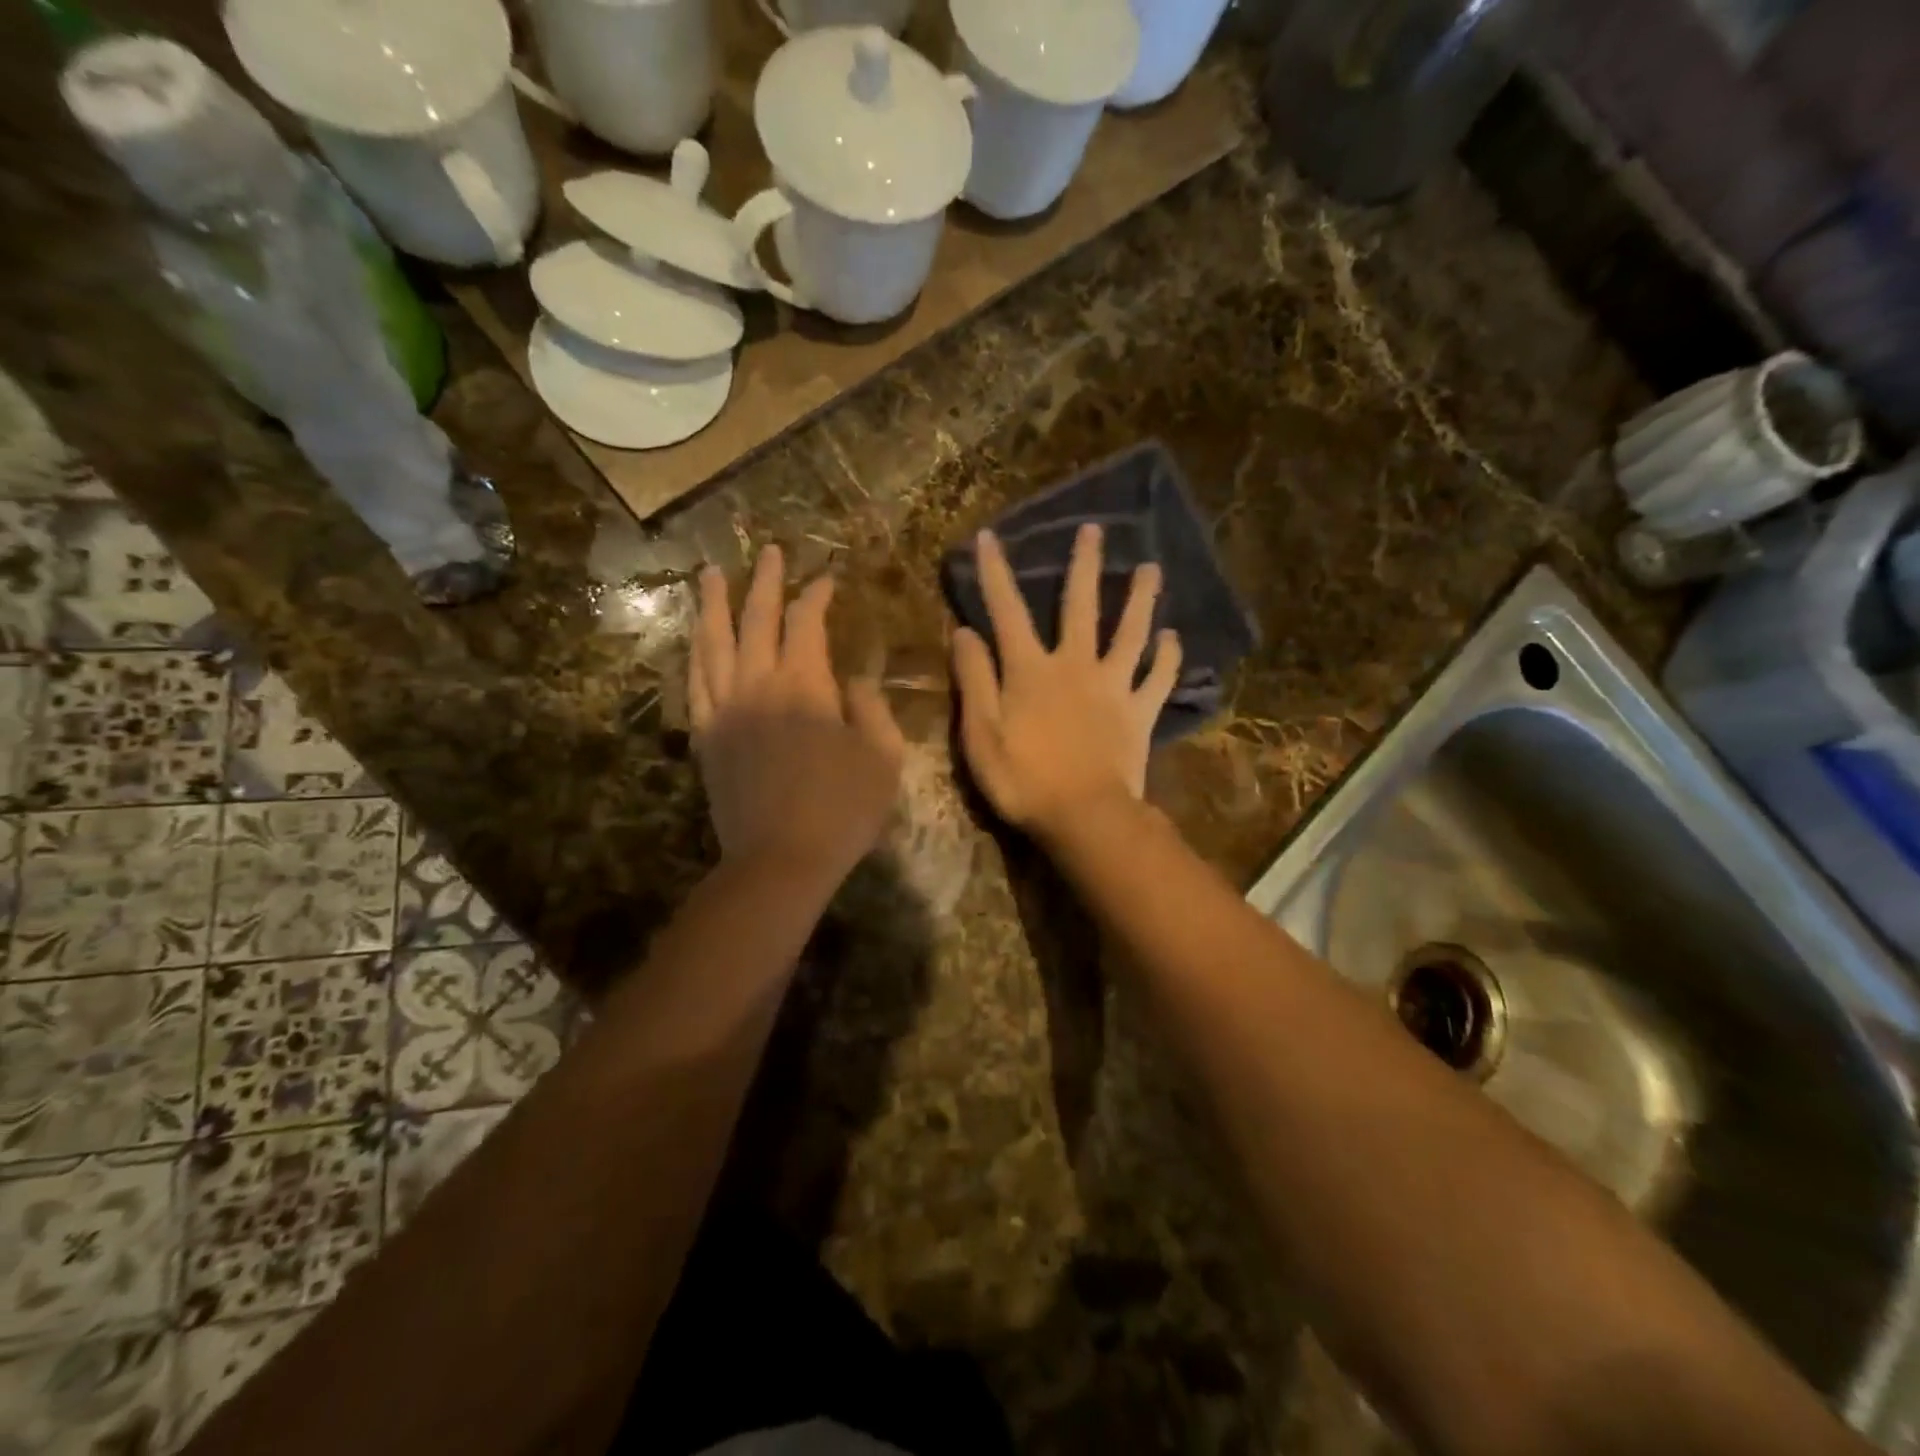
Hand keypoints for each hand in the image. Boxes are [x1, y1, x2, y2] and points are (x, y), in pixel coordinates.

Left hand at [690, 546, 904, 882]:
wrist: (781, 860)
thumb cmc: (843, 810)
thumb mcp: (883, 757)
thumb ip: (871, 708)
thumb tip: (853, 680)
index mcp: (805, 685)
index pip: (807, 623)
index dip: (817, 596)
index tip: (827, 580)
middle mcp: (758, 684)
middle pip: (756, 619)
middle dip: (766, 582)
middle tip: (770, 552)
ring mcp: (725, 709)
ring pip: (713, 643)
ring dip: (713, 605)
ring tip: (709, 575)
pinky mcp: (706, 737)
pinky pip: (695, 683)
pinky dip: (695, 654)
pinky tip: (695, 640)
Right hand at [950, 524, 1181, 839]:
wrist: (1085, 816)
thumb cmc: (1023, 779)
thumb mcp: (980, 734)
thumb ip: (973, 680)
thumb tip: (965, 632)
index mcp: (1030, 670)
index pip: (1007, 611)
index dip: (995, 573)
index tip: (989, 536)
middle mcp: (1075, 665)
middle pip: (1081, 606)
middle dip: (1084, 565)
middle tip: (1096, 530)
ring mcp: (1113, 687)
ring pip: (1130, 633)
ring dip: (1141, 599)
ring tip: (1152, 568)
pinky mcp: (1140, 713)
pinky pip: (1158, 679)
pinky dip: (1167, 657)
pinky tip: (1172, 638)